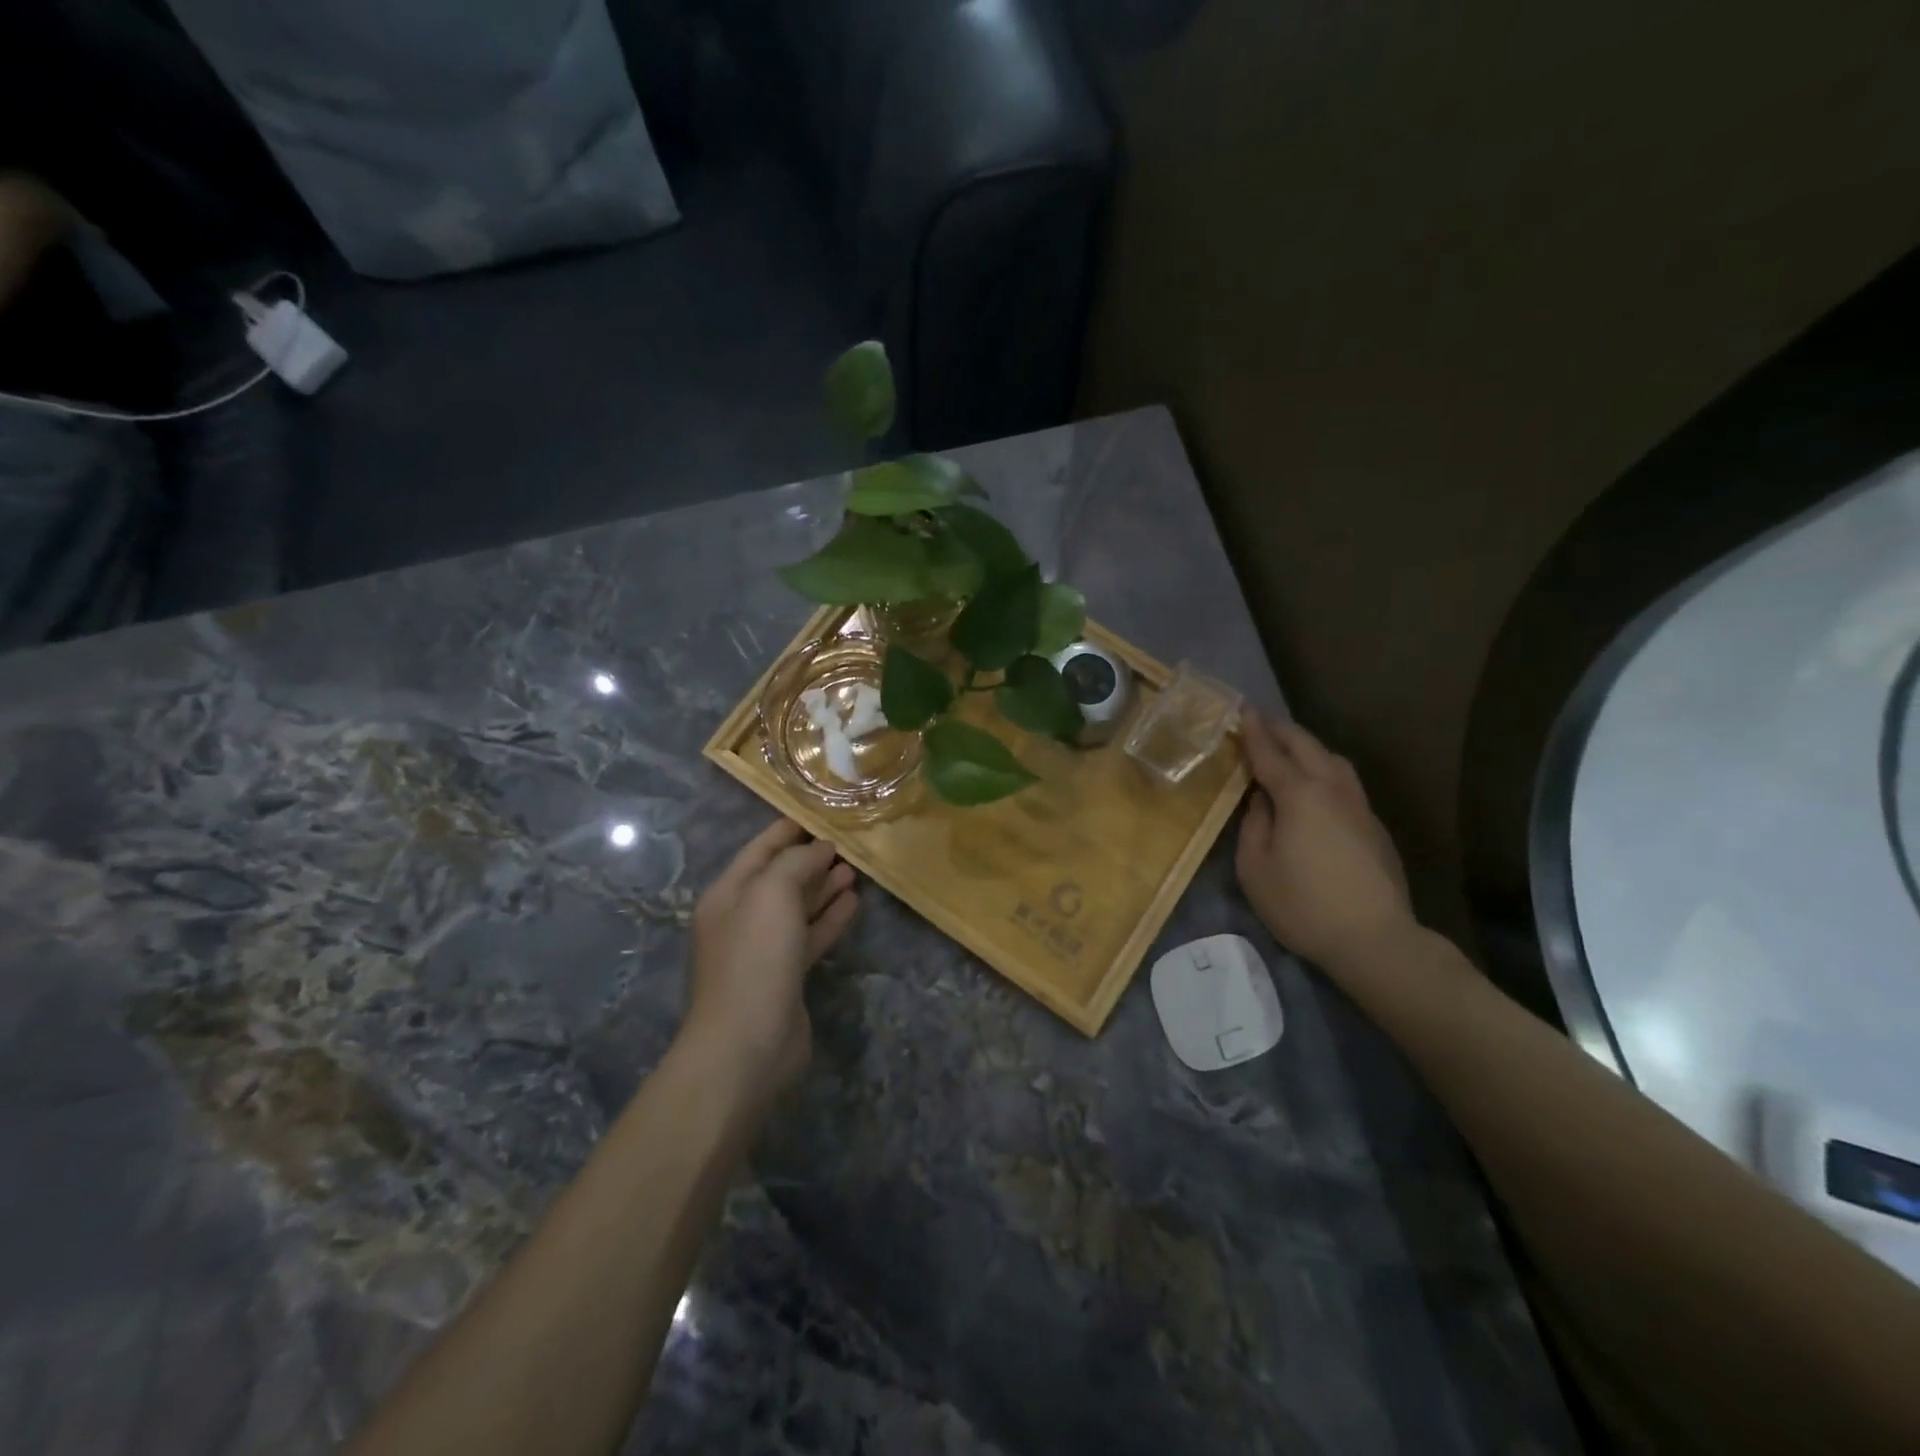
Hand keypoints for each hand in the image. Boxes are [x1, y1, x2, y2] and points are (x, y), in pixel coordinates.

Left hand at [681, 819, 857, 1100]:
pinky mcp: (785, 976)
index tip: (819, 814)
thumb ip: (795, 862)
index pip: (759, 850)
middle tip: (846, 844)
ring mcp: (763, 950)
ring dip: (823, 888)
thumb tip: (819, 849)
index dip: (787, 830)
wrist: (747, 1043)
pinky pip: (809, 936)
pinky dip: (829, 919)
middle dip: (810, 859)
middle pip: (779, 878)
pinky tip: (853, 903)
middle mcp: (741, 918)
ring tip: (854, 870)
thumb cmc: (755, 957)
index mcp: (728, 894)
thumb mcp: (772, 893)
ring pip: (797, 908)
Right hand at [1235, 715, 1415, 968]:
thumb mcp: (1255, 868)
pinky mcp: (1374, 826)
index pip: (1270, 754)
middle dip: (1282, 730)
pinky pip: (1345, 782)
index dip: (1253, 732)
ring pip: (1334, 760)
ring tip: (1290, 748)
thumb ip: (1253, 826)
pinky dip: (1325, 769)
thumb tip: (1261, 801)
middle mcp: (1332, 790)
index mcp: (1299, 795)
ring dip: (1309, 747)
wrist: (1374, 939)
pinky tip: (1316, 786)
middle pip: (1307, 747)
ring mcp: (1360, 806)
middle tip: (1261, 722)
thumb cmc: (1303, 904)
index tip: (1242, 711)